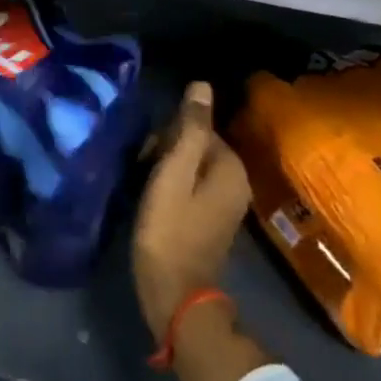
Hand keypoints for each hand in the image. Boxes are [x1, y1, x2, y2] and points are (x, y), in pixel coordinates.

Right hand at [132, 82, 251, 339]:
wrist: (174, 294)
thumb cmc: (169, 231)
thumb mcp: (172, 175)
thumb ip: (189, 130)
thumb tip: (202, 85)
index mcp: (230, 167)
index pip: (197, 127)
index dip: (167, 136)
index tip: (146, 157)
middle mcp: (236, 181)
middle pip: (196, 145)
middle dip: (166, 152)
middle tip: (143, 174)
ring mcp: (226, 203)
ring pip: (190, 166)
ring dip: (166, 170)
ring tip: (144, 188)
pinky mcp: (212, 220)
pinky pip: (191, 187)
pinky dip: (172, 188)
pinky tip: (154, 201)